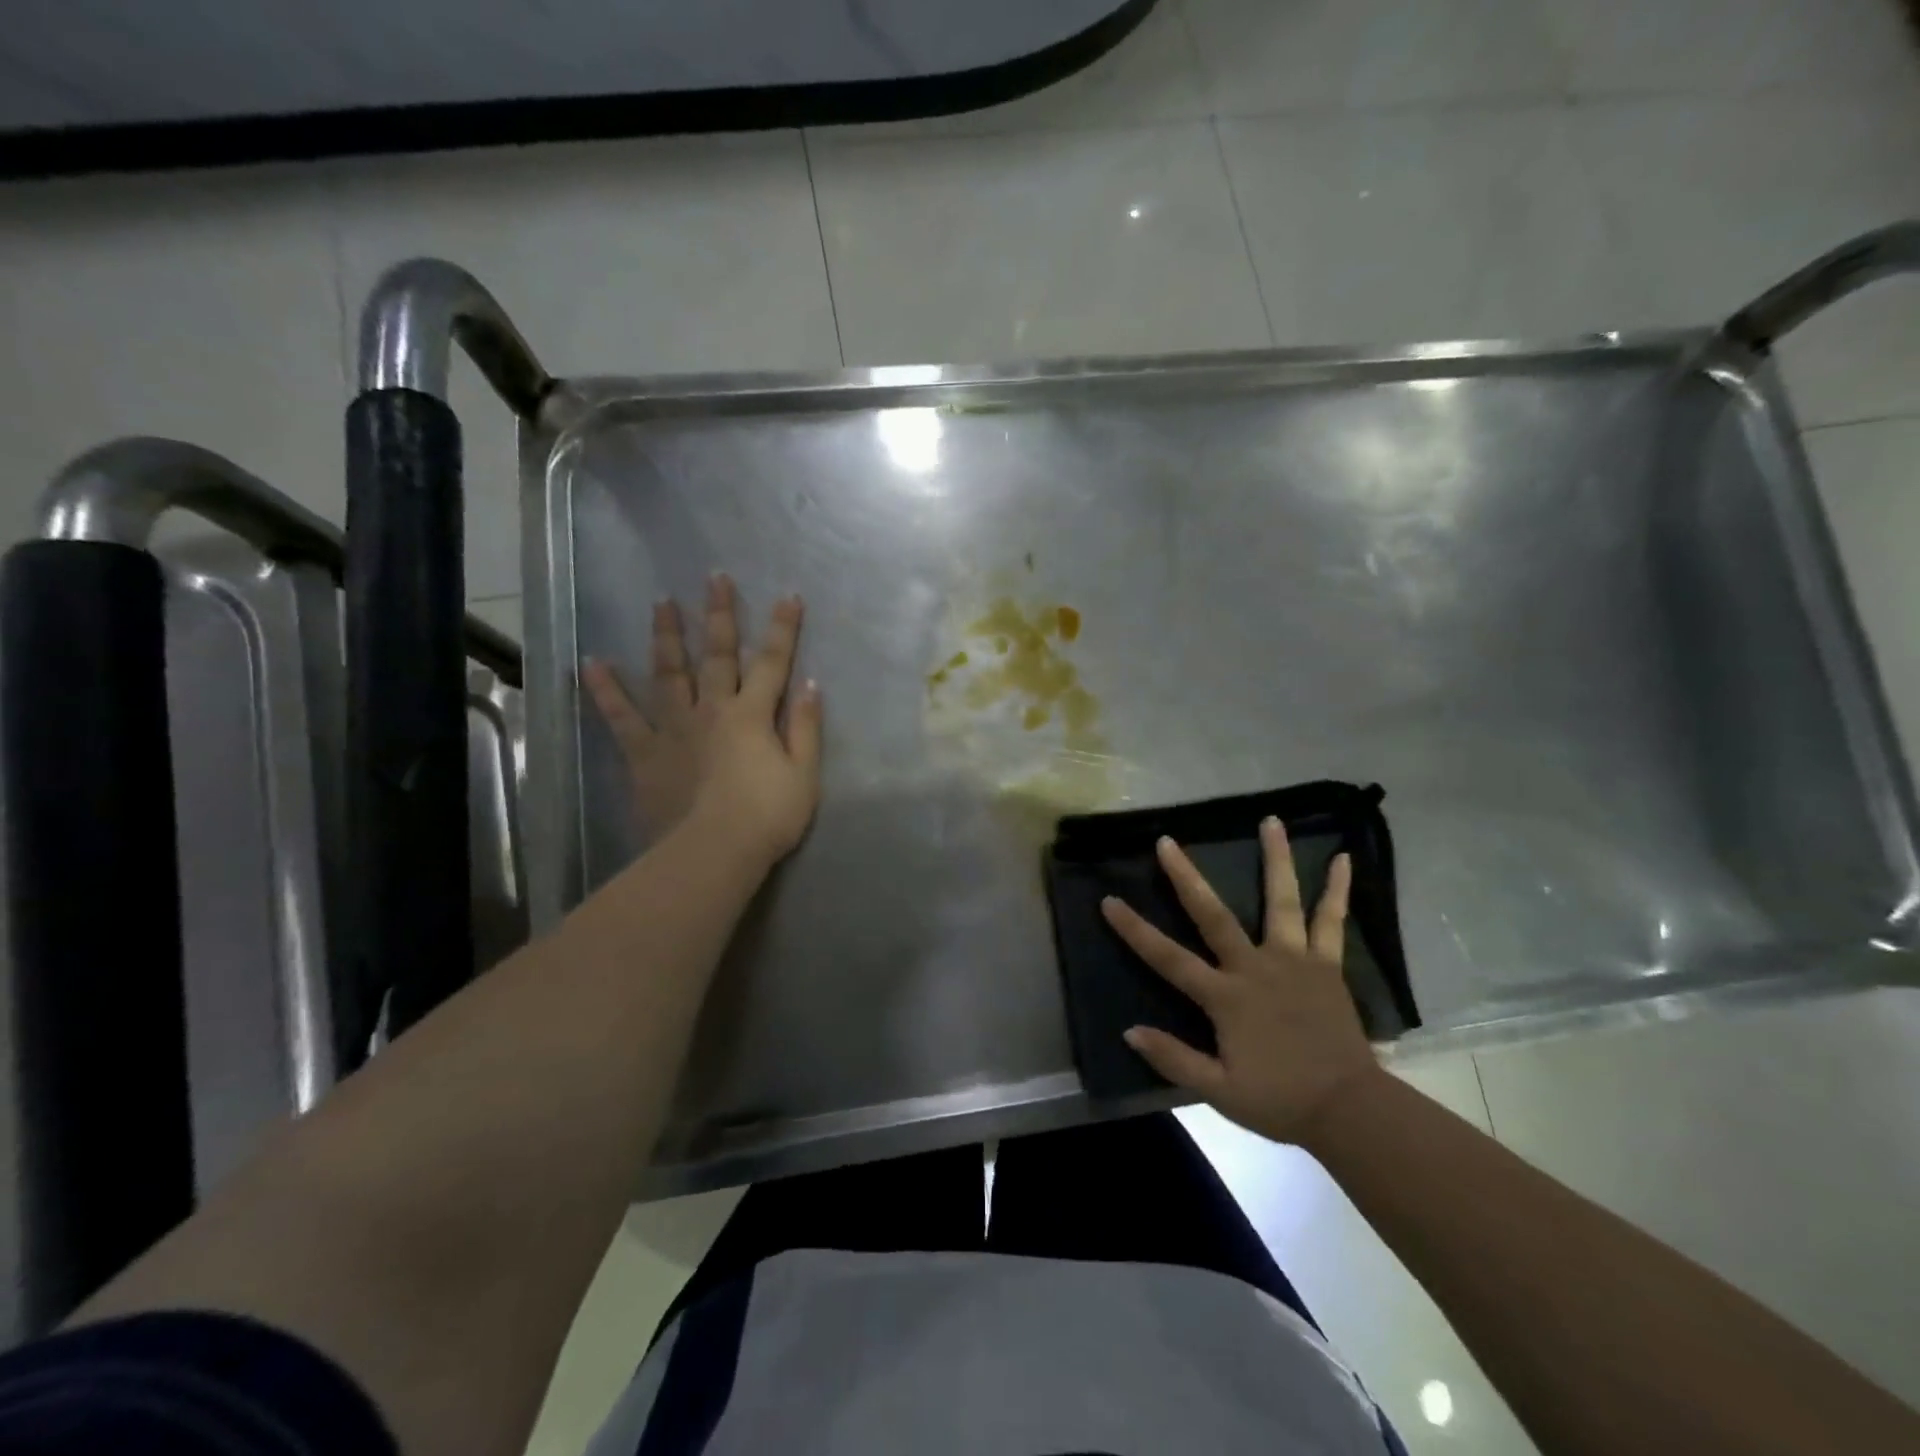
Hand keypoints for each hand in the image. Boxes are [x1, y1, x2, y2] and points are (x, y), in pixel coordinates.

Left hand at [581, 572, 821, 869]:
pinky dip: (606, 689)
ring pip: (669, 673)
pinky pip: (621, 716)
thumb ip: (805, 728)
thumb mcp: (804, 775)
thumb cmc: (767, 817)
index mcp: (753, 715)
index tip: (788, 595)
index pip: (772, 662)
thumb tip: (809, 684)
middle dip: (719, 615)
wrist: (712, 853)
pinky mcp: (644, 752)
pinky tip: (593, 662)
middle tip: (715, 578)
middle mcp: (712, 710)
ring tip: (660, 602)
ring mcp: (674, 728)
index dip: (783, 629)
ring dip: (666, 636)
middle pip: (718, 655)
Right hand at [1100, 819, 1384, 1147]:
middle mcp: (1256, 967)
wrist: (1349, 1110)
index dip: (1135, 930)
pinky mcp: (1326, 966)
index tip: (1109, 900)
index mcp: (1226, 996)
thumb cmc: (1280, 1100)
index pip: (1169, 958)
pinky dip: (1338, 890)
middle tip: (1166, 842)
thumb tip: (1129, 1031)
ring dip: (1276, 859)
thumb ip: (1174, 1059)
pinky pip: (1332, 922)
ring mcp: (1294, 961)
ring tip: (1271, 820)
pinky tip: (1345, 859)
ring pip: (1281, 901)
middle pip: (1214, 915)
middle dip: (1186, 877)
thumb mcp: (1220, 1091)